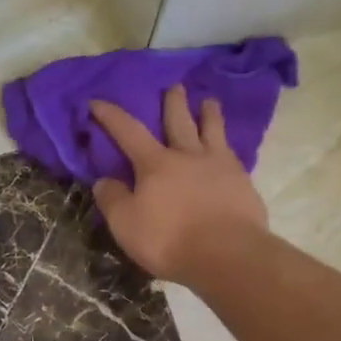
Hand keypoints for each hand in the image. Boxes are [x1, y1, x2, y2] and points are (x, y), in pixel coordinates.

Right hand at [90, 86, 269, 282]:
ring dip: (209, 115)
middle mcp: (188, 156)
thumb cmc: (169, 240)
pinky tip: (230, 150)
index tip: (97, 102)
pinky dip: (228, 146)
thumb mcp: (126, 225)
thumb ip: (113, 200)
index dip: (111, 116)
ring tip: (209, 102)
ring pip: (212, 131)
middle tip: (174, 86)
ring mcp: (220, 167)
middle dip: (173, 103)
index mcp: (155, 164)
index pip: (128, 132)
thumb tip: (103, 181)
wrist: (226, 254)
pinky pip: (233, 155)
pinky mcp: (243, 183)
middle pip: (179, 122)